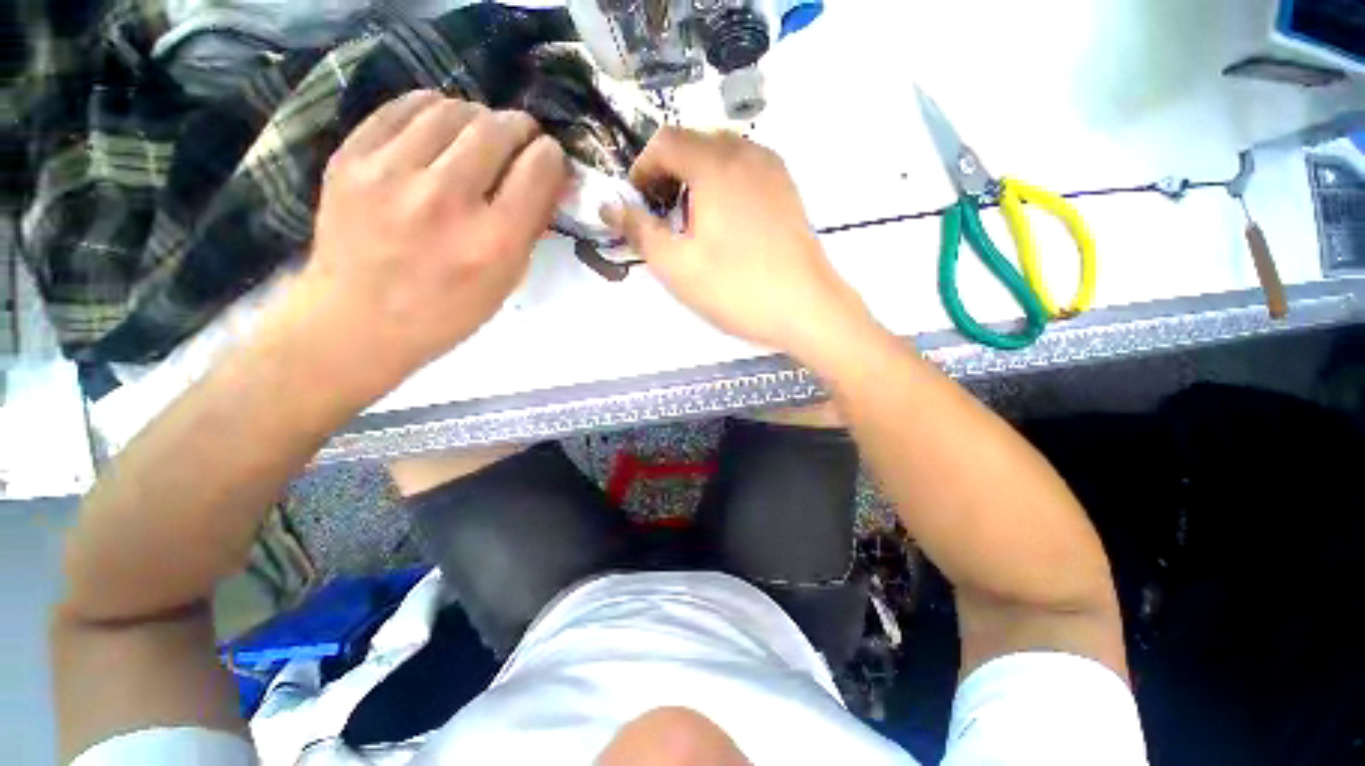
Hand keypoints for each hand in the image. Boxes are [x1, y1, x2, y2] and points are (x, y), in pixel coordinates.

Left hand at [264, 90, 568, 403]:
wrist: (357, 320)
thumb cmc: (447, 311)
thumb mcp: (506, 281)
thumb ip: (530, 229)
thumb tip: (548, 182)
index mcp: (493, 241)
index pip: (538, 168)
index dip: (552, 156)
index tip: (549, 159)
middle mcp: (447, 200)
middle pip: (498, 129)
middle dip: (520, 128)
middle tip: (520, 138)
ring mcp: (392, 174)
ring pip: (452, 110)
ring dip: (477, 117)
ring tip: (478, 135)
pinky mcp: (351, 158)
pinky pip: (403, 107)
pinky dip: (432, 110)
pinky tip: (439, 127)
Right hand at [604, 128, 872, 359]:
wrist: (806, 307)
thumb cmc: (736, 288)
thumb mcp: (676, 266)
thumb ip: (639, 230)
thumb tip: (609, 205)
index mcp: (714, 165)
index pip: (664, 141)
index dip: (642, 168)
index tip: (637, 201)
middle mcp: (746, 154)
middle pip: (694, 141)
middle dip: (669, 170)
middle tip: (661, 212)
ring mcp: (773, 170)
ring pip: (722, 153)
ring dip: (697, 175)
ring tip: (691, 217)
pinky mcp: (788, 190)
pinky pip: (747, 169)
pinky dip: (724, 182)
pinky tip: (725, 219)